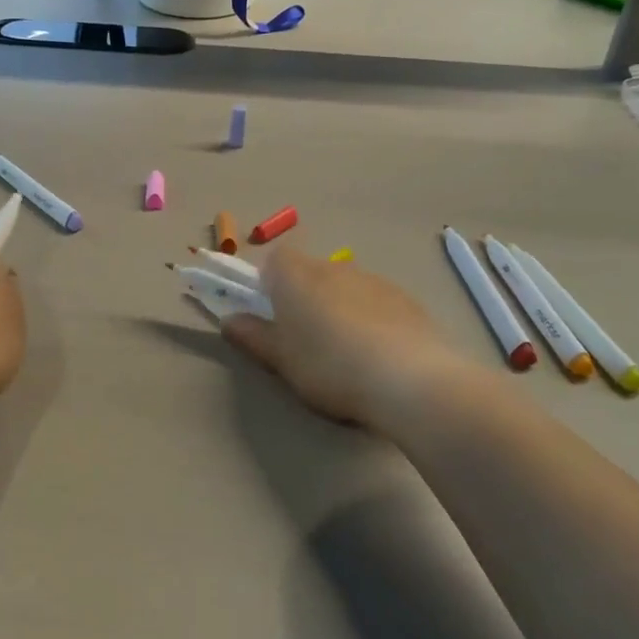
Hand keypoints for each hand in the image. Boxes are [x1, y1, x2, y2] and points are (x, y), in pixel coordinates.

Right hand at [222, 249, 464, 427]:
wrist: (409, 377)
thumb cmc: (329, 365)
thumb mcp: (280, 359)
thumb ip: (253, 337)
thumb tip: (229, 320)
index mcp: (295, 275)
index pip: (273, 260)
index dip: (268, 284)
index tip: (270, 316)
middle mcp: (333, 267)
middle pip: (309, 272)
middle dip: (303, 298)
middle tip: (303, 341)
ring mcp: (373, 280)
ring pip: (344, 287)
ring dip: (338, 309)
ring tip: (344, 355)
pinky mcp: (405, 299)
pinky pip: (375, 303)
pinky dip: (369, 320)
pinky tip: (376, 356)